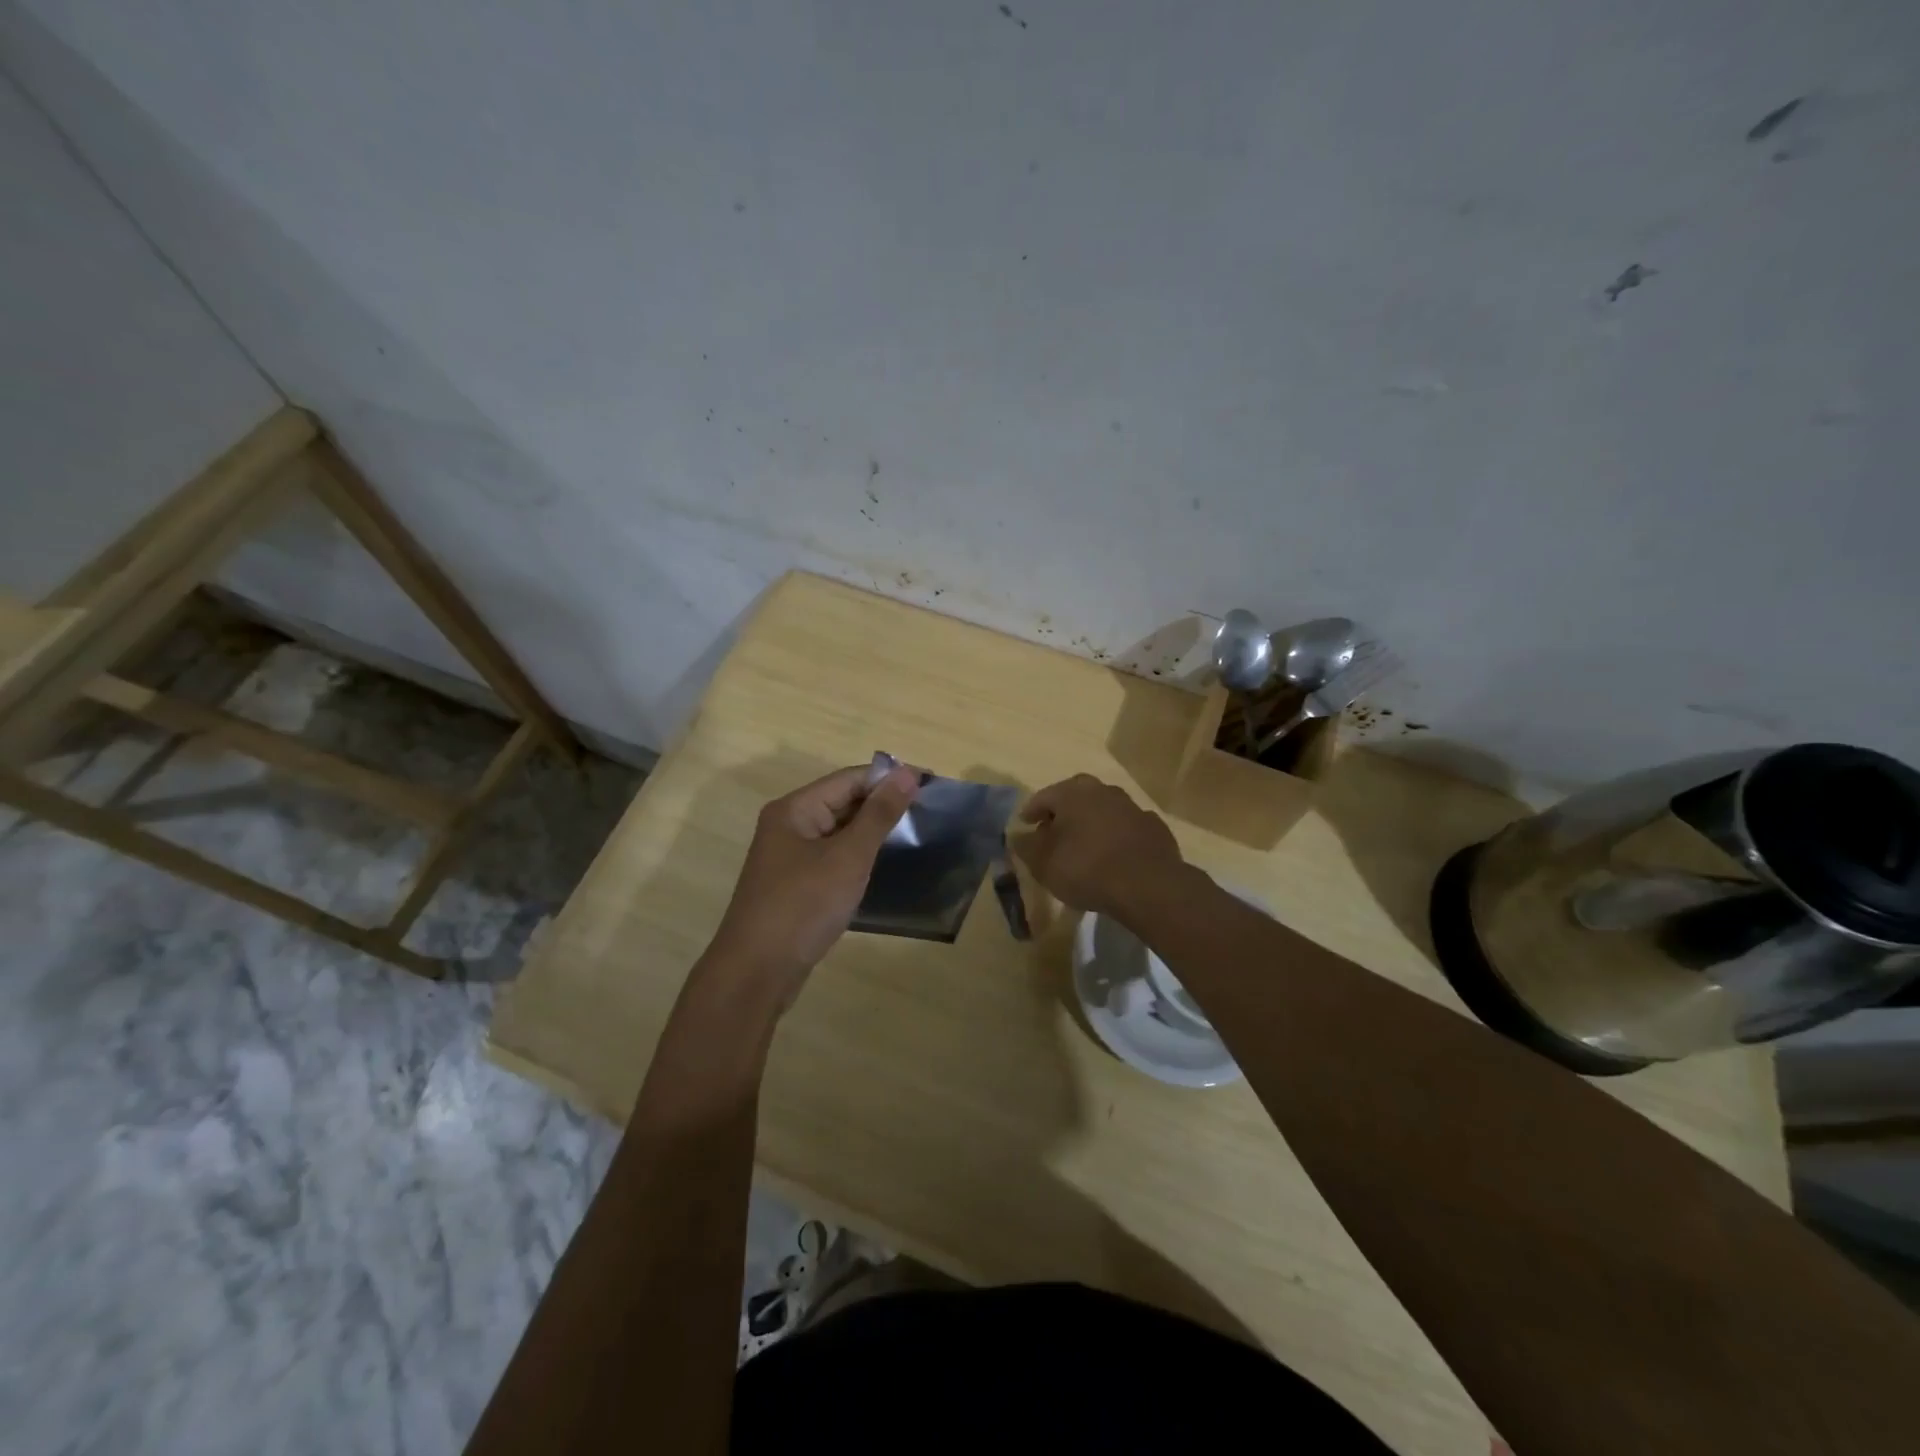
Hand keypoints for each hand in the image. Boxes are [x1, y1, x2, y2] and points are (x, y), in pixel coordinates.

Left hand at [706, 764, 919, 1005]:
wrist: (757, 972)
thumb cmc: (803, 906)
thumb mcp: (848, 857)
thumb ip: (879, 815)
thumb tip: (907, 773)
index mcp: (795, 809)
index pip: (849, 779)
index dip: (888, 779)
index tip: (930, 785)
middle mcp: (788, 825)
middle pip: (842, 802)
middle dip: (882, 805)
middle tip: (928, 811)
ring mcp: (789, 857)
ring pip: (838, 831)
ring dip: (872, 831)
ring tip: (915, 834)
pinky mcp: (795, 884)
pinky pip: (832, 856)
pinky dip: (857, 856)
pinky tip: (882, 865)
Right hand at [1012, 774, 1188, 921]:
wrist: (1147, 885)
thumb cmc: (1086, 868)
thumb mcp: (1043, 863)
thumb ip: (1026, 847)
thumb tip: (1018, 836)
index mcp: (1073, 793)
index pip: (1044, 796)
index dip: (1031, 812)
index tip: (1025, 825)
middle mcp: (1103, 791)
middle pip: (1076, 795)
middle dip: (1063, 811)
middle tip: (1054, 830)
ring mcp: (1132, 807)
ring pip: (1104, 808)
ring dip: (1092, 821)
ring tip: (1084, 844)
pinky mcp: (1154, 827)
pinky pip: (1127, 827)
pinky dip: (1117, 835)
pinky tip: (1115, 854)